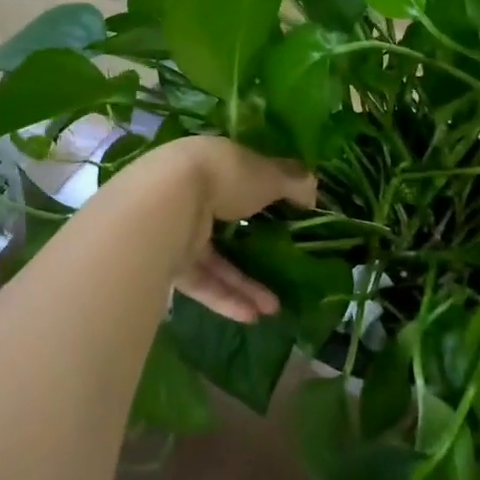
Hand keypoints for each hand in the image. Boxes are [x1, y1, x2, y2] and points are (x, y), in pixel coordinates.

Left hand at [128, 137, 316, 323]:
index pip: (239, 180)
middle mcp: (190, 195)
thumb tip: (313, 191)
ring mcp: (176, 230)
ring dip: (244, 284)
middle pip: (226, 225)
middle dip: (256, 249)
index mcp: (211, 163)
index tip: (288, 216)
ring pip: (214, 260)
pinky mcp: (166, 262)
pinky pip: (201, 282)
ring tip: (274, 308)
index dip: (265, 197)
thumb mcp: (267, 174)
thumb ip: (292, 182)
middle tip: (284, 267)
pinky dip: (225, 298)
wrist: (166, 205)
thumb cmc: (223, 177)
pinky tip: (252, 316)